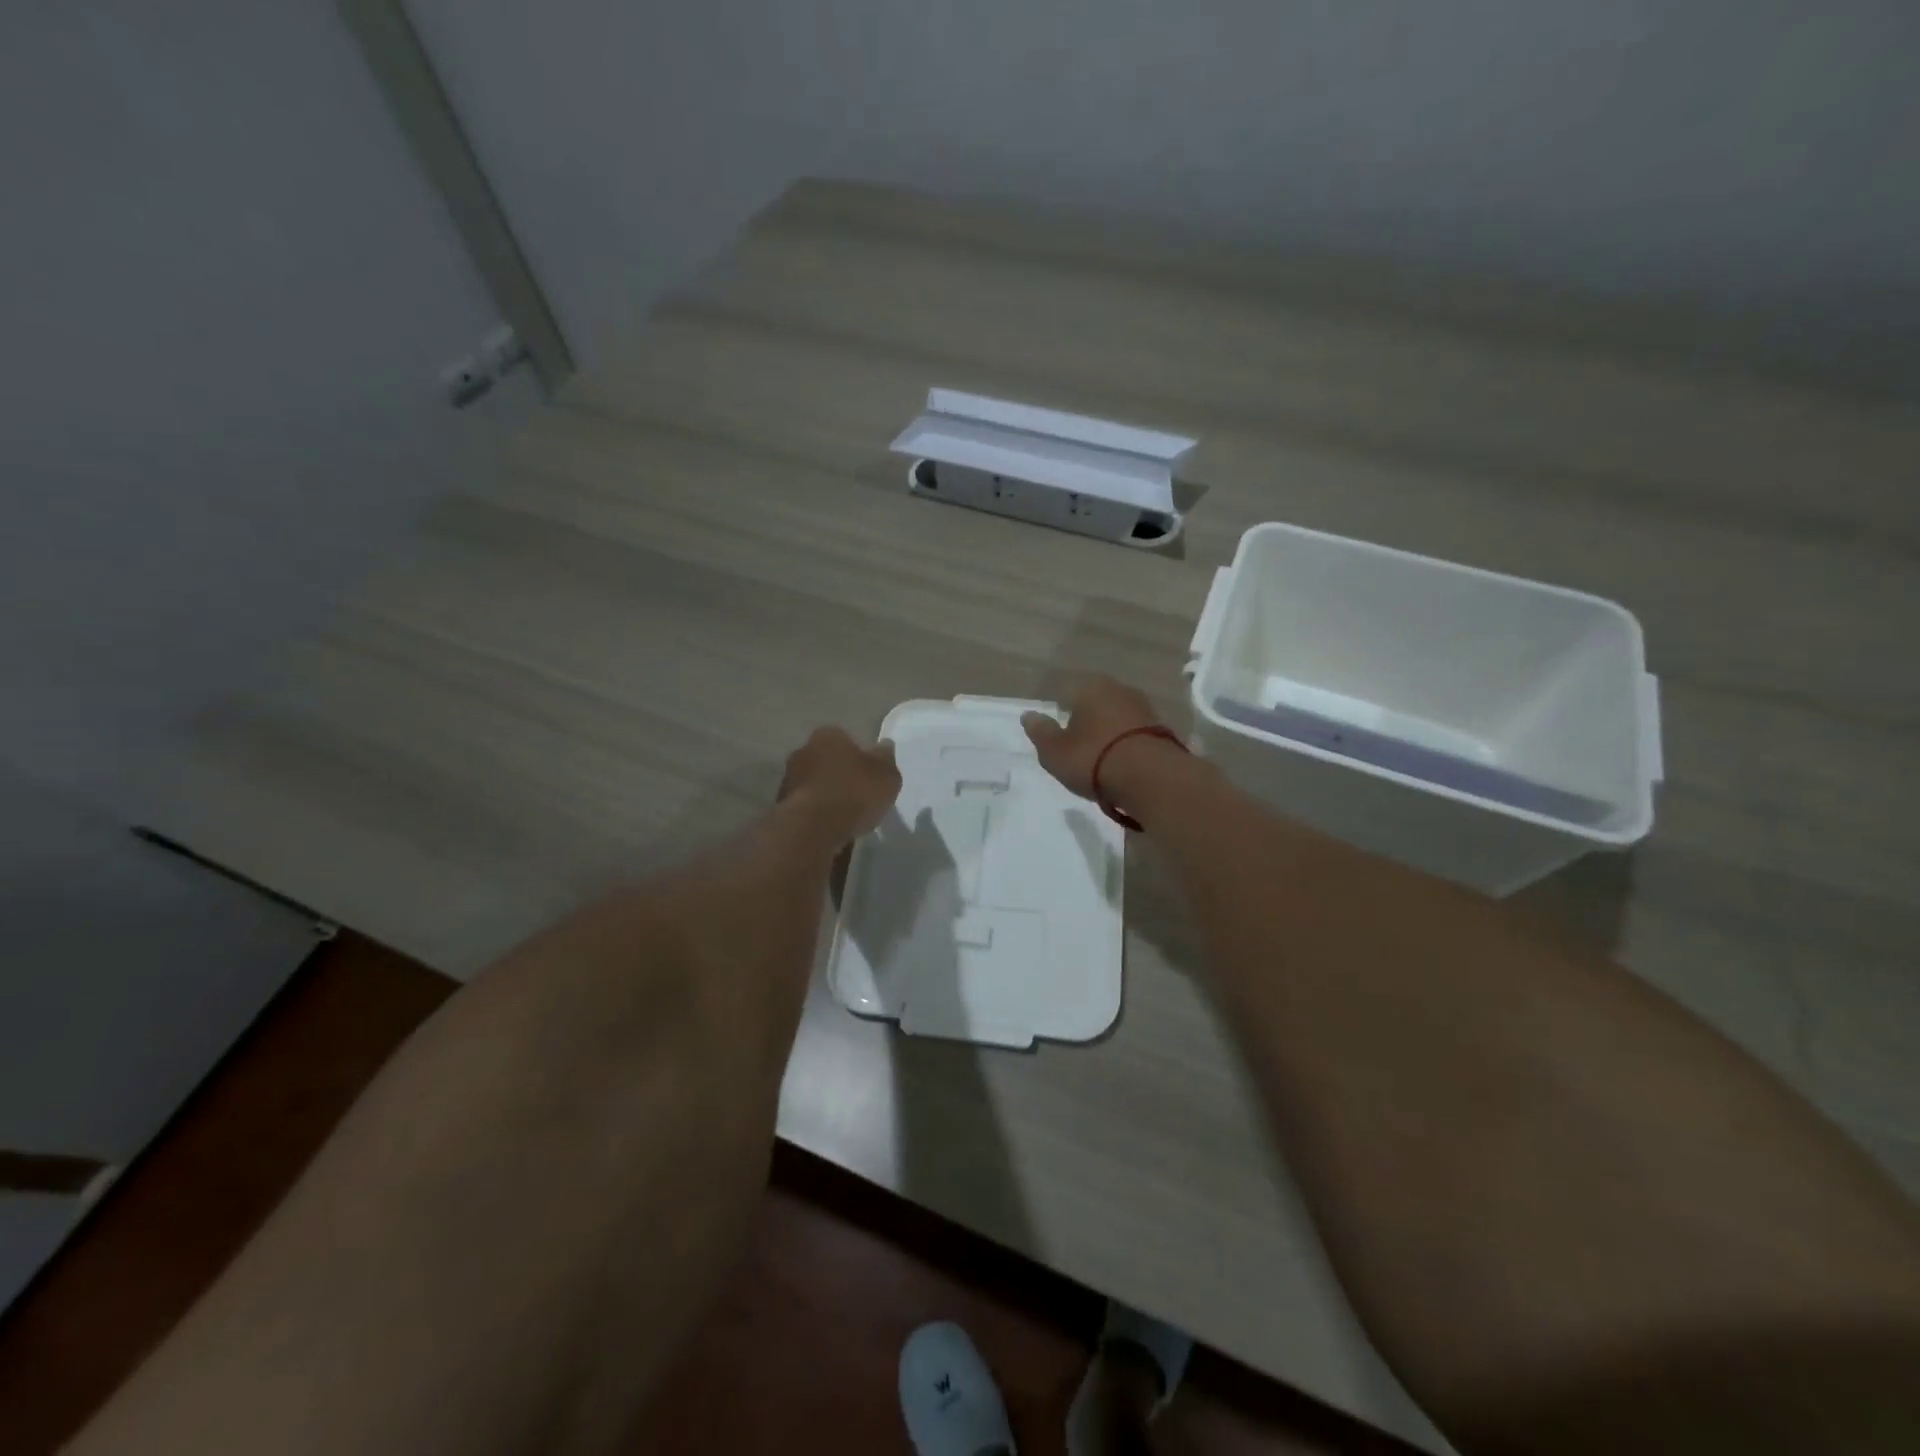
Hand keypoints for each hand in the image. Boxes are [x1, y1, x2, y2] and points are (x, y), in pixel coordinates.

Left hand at [777, 727, 900, 841]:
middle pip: (826, 761)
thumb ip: (886, 760)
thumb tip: (885, 746)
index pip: (845, 739)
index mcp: (828, 735)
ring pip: (813, 784)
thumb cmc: (854, 792)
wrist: (813, 827)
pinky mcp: (780, 806)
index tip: (869, 776)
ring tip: (844, 817)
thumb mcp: (886, 775)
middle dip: (839, 775)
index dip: (859, 757)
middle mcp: (802, 750)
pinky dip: (815, 815)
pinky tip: (829, 829)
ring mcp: (787, 779)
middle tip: (858, 796)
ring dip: (825, 796)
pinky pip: (805, 807)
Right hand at [1021, 676, 1162, 798]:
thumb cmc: (1093, 759)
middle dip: (1088, 723)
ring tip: (1102, 763)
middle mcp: (1120, 689)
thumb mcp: (1054, 751)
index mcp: (1090, 687)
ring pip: (1117, 719)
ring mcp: (1145, 708)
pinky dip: (1127, 747)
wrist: (1150, 778)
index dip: (1062, 716)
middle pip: (1096, 705)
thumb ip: (1040, 732)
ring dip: (1110, 735)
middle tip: (1079, 752)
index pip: (1069, 694)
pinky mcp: (1163, 730)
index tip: (1060, 740)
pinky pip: (1135, 736)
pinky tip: (1123, 766)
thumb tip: (1029, 715)